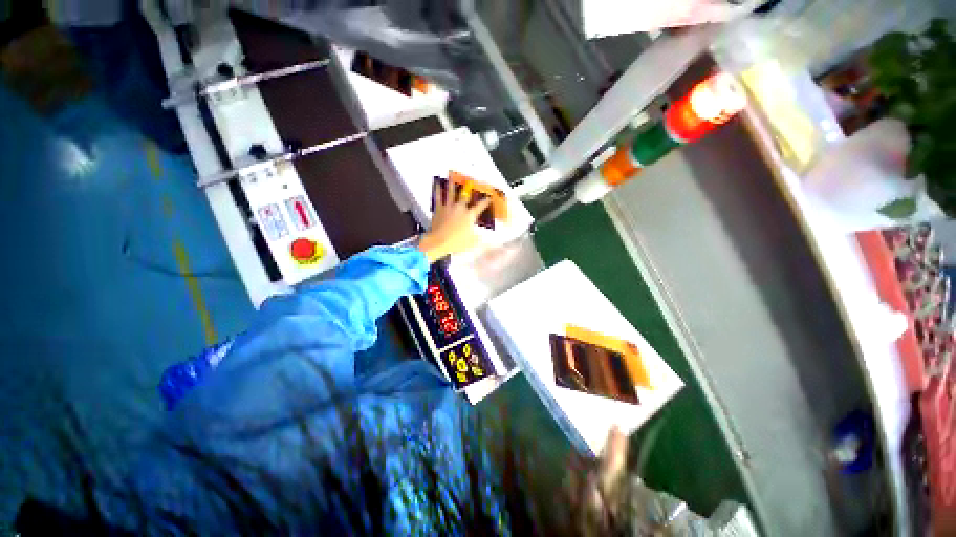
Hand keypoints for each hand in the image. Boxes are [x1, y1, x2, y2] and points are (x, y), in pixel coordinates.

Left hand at [419, 180, 492, 262]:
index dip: (485, 201)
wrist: (439, 241)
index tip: (489, 197)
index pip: (480, 206)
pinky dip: (438, 190)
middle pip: (465, 196)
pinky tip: (437, 184)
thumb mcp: (472, 242)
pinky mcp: (439, 209)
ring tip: (451, 176)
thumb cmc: (457, 242)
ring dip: (452, 184)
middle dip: (469, 188)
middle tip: (470, 181)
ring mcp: (449, 207)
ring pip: (451, 192)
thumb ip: (478, 238)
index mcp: (470, 215)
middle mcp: (460, 208)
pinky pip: (438, 197)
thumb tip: (483, 237)